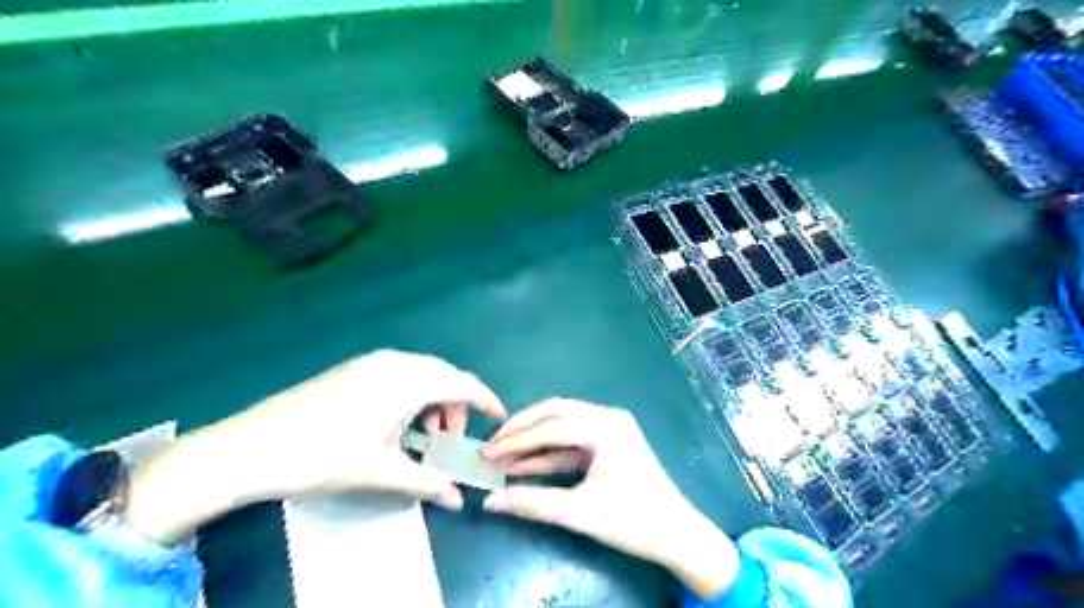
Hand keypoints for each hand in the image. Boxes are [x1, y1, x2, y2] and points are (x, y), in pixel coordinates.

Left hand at [124, 350, 504, 543]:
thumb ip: (427, 484)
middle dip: (457, 406)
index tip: (500, 419)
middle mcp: (395, 363)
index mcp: (408, 381)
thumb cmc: (324, 457)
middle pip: (444, 377)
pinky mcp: (355, 369)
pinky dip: (413, 395)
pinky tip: (398, 422)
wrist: (251, 447)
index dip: (486, 401)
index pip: (463, 384)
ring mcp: (372, 363)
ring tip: (424, 435)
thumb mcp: (382, 472)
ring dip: (434, 400)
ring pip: (422, 374)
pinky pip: (401, 374)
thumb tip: (458, 501)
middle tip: (450, 440)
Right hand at [484, 399, 745, 597]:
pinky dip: (551, 452)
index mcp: (605, 426)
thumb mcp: (579, 513)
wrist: (677, 535)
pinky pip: (574, 441)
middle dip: (523, 428)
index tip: (488, 451)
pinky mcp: (611, 442)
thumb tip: (490, 502)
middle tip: (493, 444)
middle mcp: (608, 417)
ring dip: (535, 440)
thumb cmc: (632, 520)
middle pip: (556, 413)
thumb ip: (532, 503)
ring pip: (564, 425)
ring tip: (504, 454)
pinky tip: (527, 464)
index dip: (516, 439)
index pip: (551, 427)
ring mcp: (611, 428)